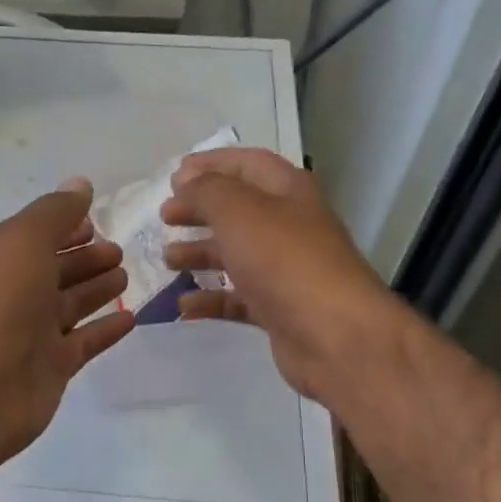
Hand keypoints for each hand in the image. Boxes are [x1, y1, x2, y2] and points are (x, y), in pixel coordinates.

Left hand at [0, 180, 134, 467]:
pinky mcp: (52, 367)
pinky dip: (105, 330)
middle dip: (86, 259)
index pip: (38, 235)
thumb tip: (80, 184)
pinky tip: (131, 318)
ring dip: (97, 290)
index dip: (66, 226)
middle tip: (119, 251)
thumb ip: (54, 212)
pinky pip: (84, 342)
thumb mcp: (22, 240)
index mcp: (1, 258)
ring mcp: (33, 333)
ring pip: (72, 305)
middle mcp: (16, 293)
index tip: (96, 222)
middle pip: (56, 270)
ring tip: (126, 278)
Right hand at [161, 148, 393, 402]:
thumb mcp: (239, 212)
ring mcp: (285, 271)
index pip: (247, 164)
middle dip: (200, 210)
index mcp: (288, 192)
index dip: (210, 164)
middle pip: (238, 210)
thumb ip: (207, 191)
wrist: (335, 336)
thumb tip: (186, 183)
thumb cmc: (285, 262)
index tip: (173, 177)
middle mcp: (289, 226)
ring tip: (168, 259)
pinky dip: (211, 299)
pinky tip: (183, 305)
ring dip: (200, 253)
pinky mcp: (279, 310)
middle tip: (165, 217)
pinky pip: (238, 298)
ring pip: (236, 254)